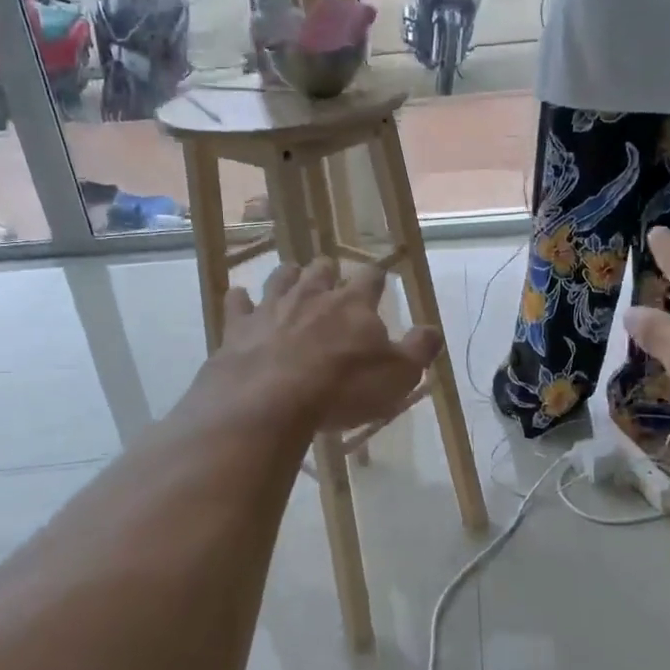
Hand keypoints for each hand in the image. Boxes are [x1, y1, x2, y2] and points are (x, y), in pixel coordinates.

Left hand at [210, 259, 441, 432]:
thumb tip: (433, 331)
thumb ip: (419, 349)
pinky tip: (239, 299)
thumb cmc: (343, 388)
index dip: (375, 278)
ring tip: (290, 277)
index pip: (371, 278)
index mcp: (354, 304)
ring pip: (280, 277)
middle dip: (327, 271)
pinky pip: (236, 303)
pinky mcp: (238, 327)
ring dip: (287, 276)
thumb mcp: (398, 376)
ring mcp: (272, 308)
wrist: (271, 400)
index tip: (378, 281)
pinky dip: (239, 300)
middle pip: (321, 269)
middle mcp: (312, 295)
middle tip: (330, 277)